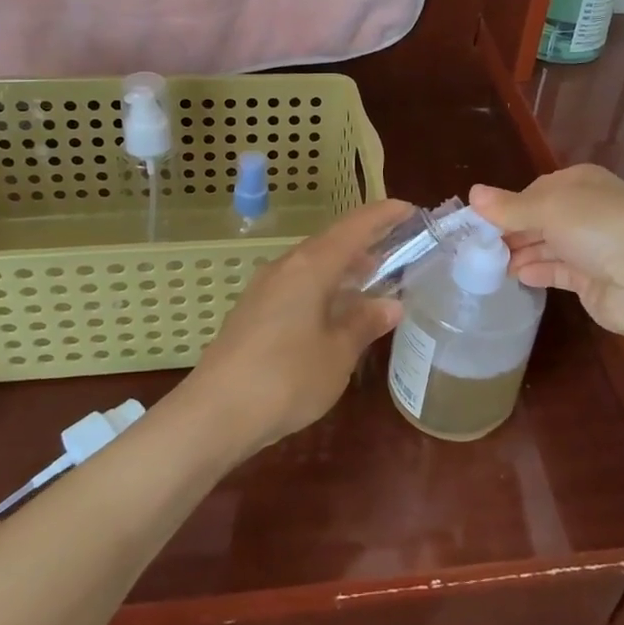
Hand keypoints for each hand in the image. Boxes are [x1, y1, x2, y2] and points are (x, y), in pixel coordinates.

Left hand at [187, 197, 409, 450]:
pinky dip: (323, 288)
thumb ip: (364, 323)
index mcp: (310, 266)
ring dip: (343, 269)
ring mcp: (264, 289)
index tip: (409, 210)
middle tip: (398, 250)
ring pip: (312, 265)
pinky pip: (297, 286)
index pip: (354, 228)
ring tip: (373, 281)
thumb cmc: (286, 378)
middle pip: (331, 243)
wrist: (214, 414)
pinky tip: (335, 312)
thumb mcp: (338, 354)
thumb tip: (391, 304)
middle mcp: (285, 267)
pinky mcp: (252, 312)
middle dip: (365, 243)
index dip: (383, 216)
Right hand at [471, 166, 623, 355]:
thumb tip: (472, 193)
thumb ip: (509, 207)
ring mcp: (592, 247)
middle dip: (511, 231)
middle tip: (476, 247)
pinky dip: (537, 271)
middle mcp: (587, 211)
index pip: (535, 190)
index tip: (477, 222)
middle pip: (540, 218)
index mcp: (580, 182)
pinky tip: (516, 276)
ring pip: (546, 245)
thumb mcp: (548, 208)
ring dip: (520, 252)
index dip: (507, 205)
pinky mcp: (592, 280)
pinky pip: (557, 271)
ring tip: (488, 265)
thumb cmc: (598, 228)